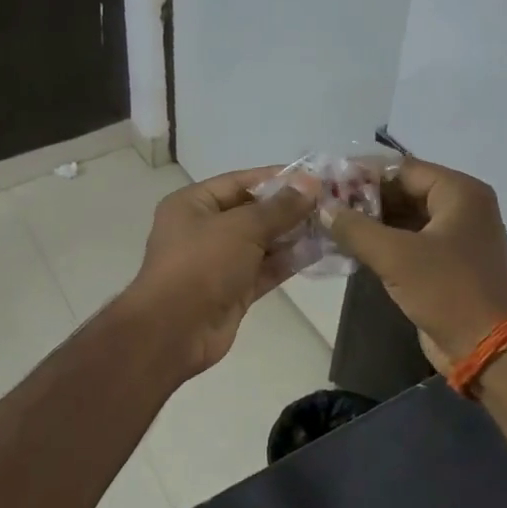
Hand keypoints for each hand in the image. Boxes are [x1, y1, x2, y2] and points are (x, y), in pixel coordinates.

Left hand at [116, 168, 317, 382]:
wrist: (174, 331)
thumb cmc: (201, 265)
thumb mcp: (242, 228)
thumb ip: (279, 207)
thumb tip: (310, 183)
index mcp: (193, 204)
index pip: (240, 181)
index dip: (277, 178)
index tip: (315, 176)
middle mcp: (204, 228)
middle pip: (252, 211)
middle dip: (289, 208)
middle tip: (331, 201)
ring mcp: (219, 261)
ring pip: (262, 242)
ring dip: (293, 234)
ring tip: (332, 224)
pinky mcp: (233, 290)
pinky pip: (265, 268)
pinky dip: (288, 261)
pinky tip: (319, 251)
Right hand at [324, 159, 506, 371]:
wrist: (488, 350)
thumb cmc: (447, 291)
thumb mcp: (395, 256)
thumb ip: (355, 227)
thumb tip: (322, 207)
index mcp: (459, 192)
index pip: (402, 168)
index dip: (363, 173)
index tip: (326, 180)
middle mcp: (461, 206)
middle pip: (403, 190)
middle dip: (364, 198)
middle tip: (323, 203)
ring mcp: (455, 235)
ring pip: (404, 216)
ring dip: (370, 221)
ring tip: (329, 223)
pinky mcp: (446, 262)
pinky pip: (409, 240)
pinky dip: (382, 241)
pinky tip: (349, 246)